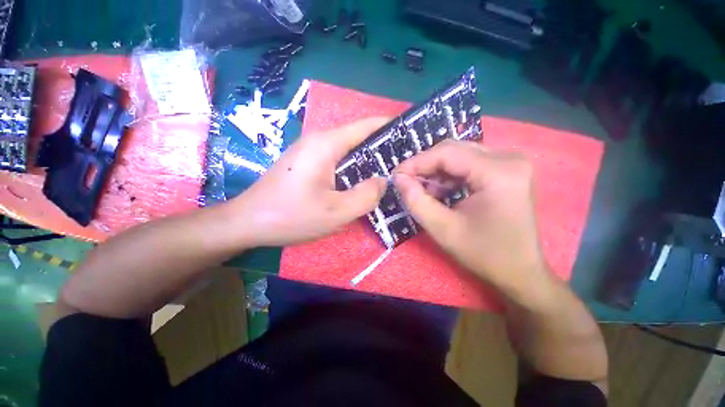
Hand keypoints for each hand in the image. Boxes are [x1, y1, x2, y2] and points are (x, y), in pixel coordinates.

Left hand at [233, 118, 388, 245]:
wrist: (247, 222)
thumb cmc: (291, 216)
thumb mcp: (336, 212)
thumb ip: (366, 195)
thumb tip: (383, 180)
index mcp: (326, 144)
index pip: (366, 126)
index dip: (390, 128)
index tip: (411, 137)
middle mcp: (319, 141)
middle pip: (358, 138)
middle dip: (382, 150)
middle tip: (403, 165)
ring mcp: (311, 152)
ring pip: (348, 152)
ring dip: (368, 162)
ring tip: (389, 174)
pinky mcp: (307, 164)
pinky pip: (338, 162)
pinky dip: (354, 170)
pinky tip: (362, 183)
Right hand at [394, 140, 548, 292]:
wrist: (520, 271)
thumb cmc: (484, 254)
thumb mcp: (443, 229)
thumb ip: (416, 201)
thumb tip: (398, 178)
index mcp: (498, 172)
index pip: (447, 153)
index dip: (417, 162)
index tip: (396, 175)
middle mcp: (508, 158)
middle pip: (454, 149)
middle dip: (425, 165)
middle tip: (406, 181)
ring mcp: (510, 162)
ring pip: (460, 154)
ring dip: (436, 170)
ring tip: (422, 189)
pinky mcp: (506, 170)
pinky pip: (469, 163)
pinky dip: (449, 175)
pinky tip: (440, 190)